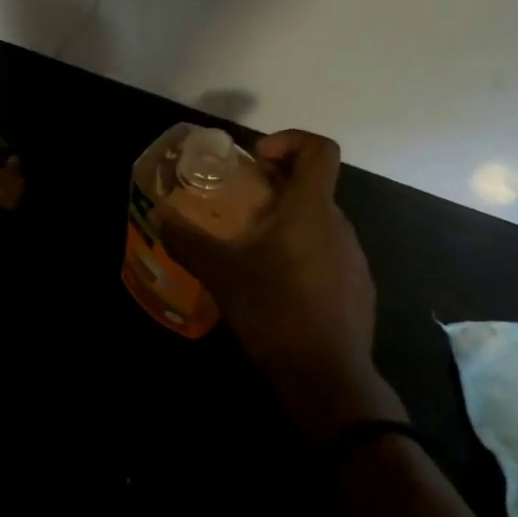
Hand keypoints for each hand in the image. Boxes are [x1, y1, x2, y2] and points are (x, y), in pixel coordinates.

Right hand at [155, 130, 399, 437]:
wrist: (326, 376)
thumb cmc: (273, 311)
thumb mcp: (220, 273)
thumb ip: (188, 239)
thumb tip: (160, 214)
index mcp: (311, 210)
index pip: (320, 149)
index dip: (290, 140)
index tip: (256, 160)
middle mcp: (339, 226)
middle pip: (313, 187)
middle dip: (275, 188)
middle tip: (238, 208)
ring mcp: (354, 259)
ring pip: (319, 223)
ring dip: (286, 224)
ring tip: (251, 252)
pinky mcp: (357, 289)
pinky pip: (327, 255)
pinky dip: (301, 255)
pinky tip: (275, 288)